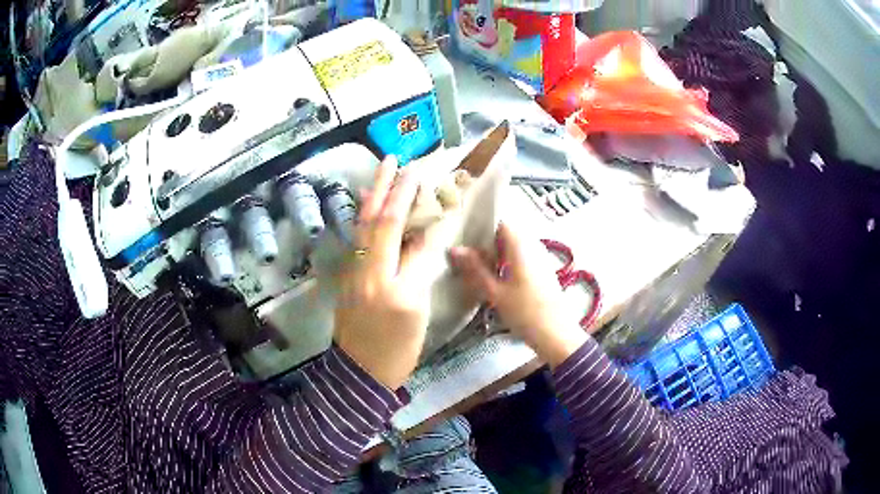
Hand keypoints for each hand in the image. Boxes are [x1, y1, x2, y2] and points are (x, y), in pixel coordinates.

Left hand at [334, 157, 439, 388]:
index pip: (396, 228)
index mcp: (385, 278)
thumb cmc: (397, 348)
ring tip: (378, 176)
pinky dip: (363, 220)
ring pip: (361, 228)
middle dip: (384, 187)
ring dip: (371, 199)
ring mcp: (352, 273)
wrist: (361, 372)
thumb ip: (416, 269)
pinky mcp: (349, 279)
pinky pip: (357, 241)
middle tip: (392, 160)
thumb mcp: (415, 310)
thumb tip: (422, 237)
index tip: (417, 172)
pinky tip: (366, 211)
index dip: (407, 198)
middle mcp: (364, 269)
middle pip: (374, 220)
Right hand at [449, 223, 587, 367]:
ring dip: (494, 256)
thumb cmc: (525, 312)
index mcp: (521, 245)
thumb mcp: (495, 292)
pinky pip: (520, 259)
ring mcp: (540, 258)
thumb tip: (454, 249)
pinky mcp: (542, 271)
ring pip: (512, 248)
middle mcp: (533, 245)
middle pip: (505, 235)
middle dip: (484, 244)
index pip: (500, 222)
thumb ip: (475, 269)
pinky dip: (505, 264)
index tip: (462, 236)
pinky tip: (493, 279)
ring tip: (473, 268)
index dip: (480, 226)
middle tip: (463, 256)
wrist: (557, 335)